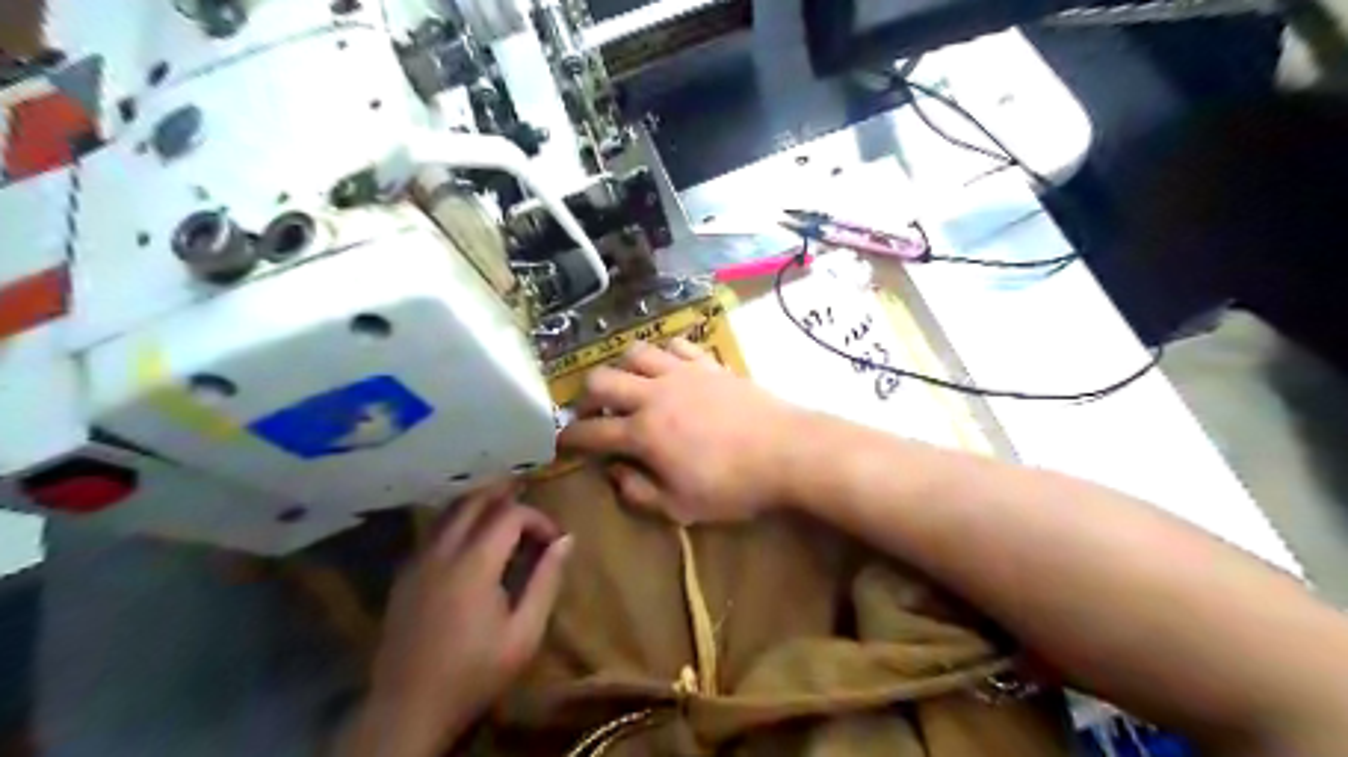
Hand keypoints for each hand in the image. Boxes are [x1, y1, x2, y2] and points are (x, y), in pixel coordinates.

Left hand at [342, 486, 568, 755]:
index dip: (537, 518)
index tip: (554, 539)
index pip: (509, 514)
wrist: (408, 709)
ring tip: (506, 513)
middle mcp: (442, 551)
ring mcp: (417, 560)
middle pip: (474, 501)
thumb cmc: (474, 673)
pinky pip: (434, 530)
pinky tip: (472, 539)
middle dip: (505, 496)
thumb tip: (566, 540)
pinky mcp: (404, 574)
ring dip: (480, 504)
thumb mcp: (524, 633)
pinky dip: (458, 521)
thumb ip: (546, 581)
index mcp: (474, 563)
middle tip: (531, 506)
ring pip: (449, 511)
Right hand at [556, 341, 796, 523]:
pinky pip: (675, 345)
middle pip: (601, 380)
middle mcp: (654, 395)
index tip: (561, 442)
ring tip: (631, 386)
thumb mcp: (682, 507)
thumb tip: (614, 473)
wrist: (786, 451)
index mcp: (643, 433)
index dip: (569, 438)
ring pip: (635, 353)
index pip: (591, 432)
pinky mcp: (707, 363)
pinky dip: (664, 355)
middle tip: (594, 413)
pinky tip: (669, 368)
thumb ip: (639, 492)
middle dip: (586, 396)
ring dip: (623, 368)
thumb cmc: (733, 486)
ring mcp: (682, 373)